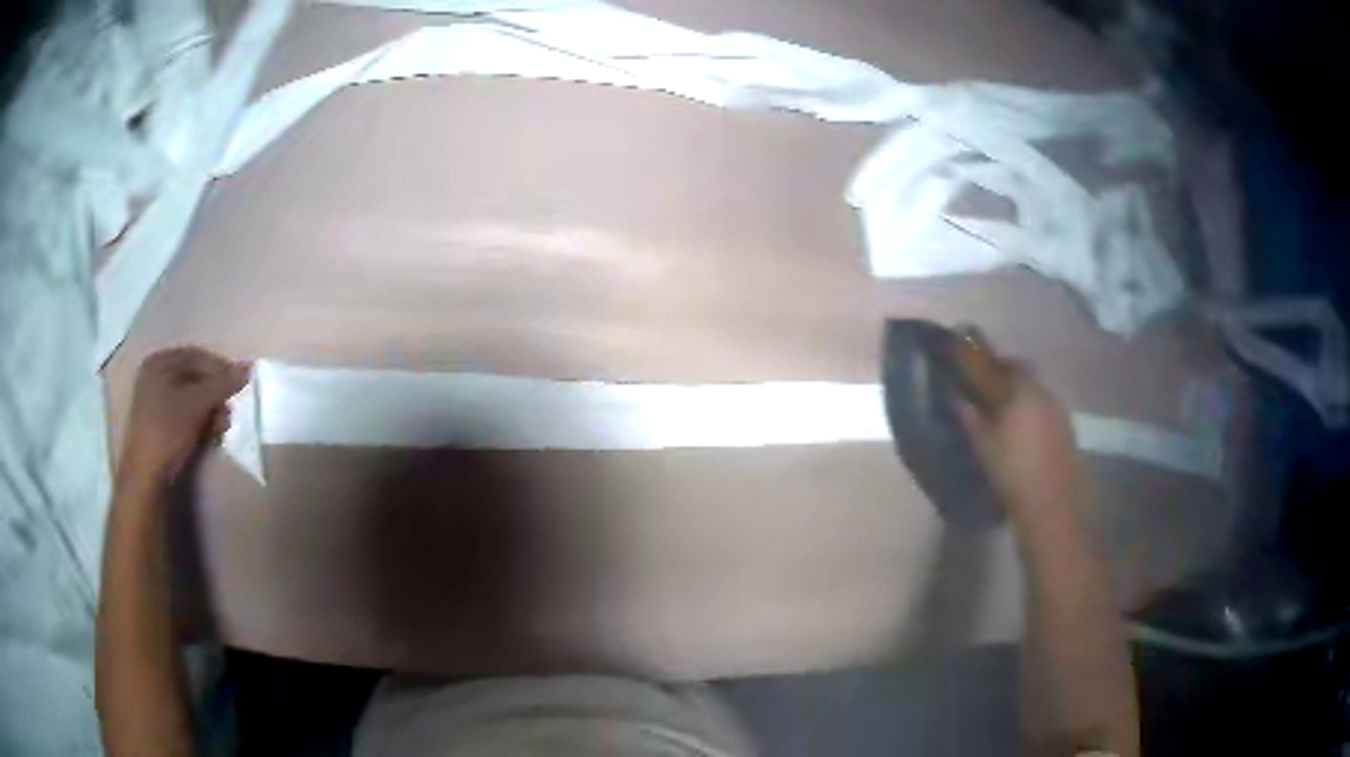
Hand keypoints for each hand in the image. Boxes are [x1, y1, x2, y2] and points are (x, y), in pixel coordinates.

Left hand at [120, 347, 249, 485]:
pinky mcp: (158, 426)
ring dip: (210, 411)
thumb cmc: (168, 431)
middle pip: (194, 378)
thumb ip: (222, 384)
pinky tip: (210, 435)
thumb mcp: (197, 404)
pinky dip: (199, 422)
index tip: (239, 386)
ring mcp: (154, 402)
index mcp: (160, 362)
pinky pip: (184, 416)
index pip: (197, 356)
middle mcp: (155, 376)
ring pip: (191, 399)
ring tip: (222, 427)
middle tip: (230, 411)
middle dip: (215, 394)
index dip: (220, 369)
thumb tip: (249, 367)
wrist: (146, 477)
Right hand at [957, 361, 1086, 526]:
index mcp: (1024, 391)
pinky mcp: (1068, 431)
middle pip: (1025, 376)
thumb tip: (957, 397)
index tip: (974, 370)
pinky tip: (1025, 434)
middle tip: (988, 393)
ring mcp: (1060, 412)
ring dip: (1022, 398)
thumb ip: (971, 417)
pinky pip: (1047, 411)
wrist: (1052, 506)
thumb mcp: (984, 446)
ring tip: (1005, 416)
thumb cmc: (1013, 473)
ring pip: (1037, 394)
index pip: (1005, 365)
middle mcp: (1046, 394)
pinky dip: (1034, 414)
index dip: (989, 364)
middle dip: (1007, 379)